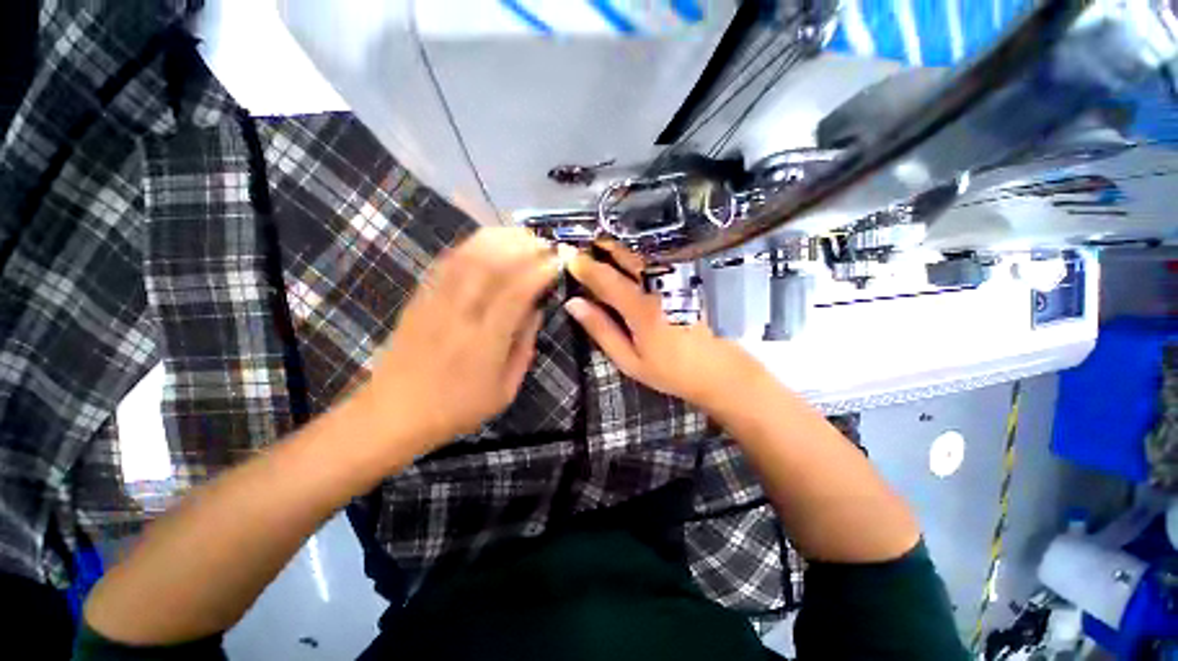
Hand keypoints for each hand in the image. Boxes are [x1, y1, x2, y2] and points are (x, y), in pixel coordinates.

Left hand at [362, 228, 561, 452]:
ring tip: (521, 235)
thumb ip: (524, 346)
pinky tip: (487, 242)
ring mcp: (435, 302)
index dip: (540, 271)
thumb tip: (536, 310)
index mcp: (484, 341)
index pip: (516, 292)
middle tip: (544, 242)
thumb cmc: (458, 407)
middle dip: (522, 246)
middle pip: (491, 264)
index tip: (557, 260)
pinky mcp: (420, 297)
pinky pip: (446, 262)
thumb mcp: (505, 389)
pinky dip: (470, 245)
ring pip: (467, 256)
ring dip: (498, 239)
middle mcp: (459, 314)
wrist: (395, 413)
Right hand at [564, 241, 766, 411]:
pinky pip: (659, 260)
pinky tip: (632, 258)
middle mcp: (659, 286)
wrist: (719, 372)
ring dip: (621, 248)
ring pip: (643, 255)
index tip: (566, 255)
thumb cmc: (670, 371)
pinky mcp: (688, 280)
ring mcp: (677, 280)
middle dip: (602, 247)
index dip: (583, 266)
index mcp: (640, 307)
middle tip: (584, 244)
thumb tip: (574, 304)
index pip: (604, 278)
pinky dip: (641, 255)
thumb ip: (601, 329)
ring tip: (603, 246)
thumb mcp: (629, 359)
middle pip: (625, 257)